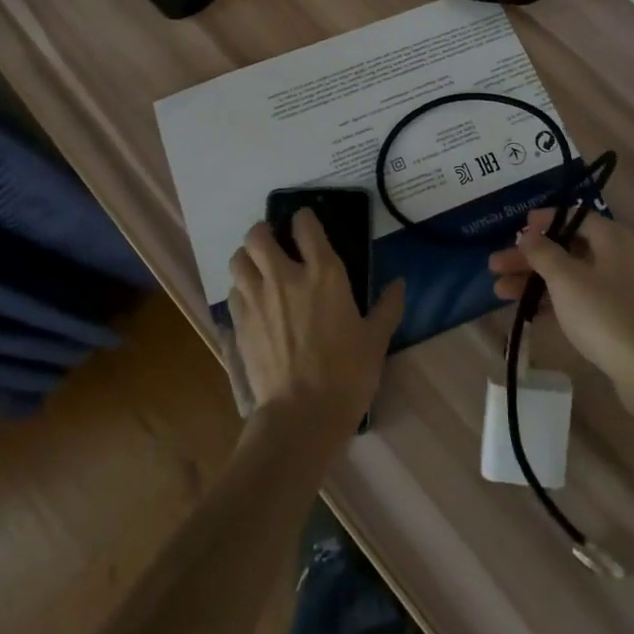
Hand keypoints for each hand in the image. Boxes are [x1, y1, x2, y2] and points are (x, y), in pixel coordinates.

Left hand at [228, 210, 404, 450]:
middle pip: (258, 235)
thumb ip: (387, 307)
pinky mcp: (239, 323)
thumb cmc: (346, 374)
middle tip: (275, 242)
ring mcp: (257, 299)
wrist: (301, 415)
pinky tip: (252, 302)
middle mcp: (284, 277)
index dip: (303, 218)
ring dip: (247, 257)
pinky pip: (233, 292)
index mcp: (323, 273)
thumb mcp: (376, 340)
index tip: (306, 223)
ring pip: (238, 259)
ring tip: (258, 267)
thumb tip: (400, 284)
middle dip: (265, 231)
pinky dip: (241, 289)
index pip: (305, 225)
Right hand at [489, 210, 633, 403]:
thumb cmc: (604, 314)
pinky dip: (553, 301)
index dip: (544, 221)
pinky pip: (580, 299)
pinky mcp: (619, 317)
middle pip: (568, 247)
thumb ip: (543, 252)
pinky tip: (526, 312)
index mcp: (613, 238)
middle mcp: (620, 257)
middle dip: (530, 257)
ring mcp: (621, 289)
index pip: (575, 216)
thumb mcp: (566, 279)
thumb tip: (528, 235)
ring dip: (535, 280)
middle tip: (496, 265)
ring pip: (571, 276)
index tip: (516, 229)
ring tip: (499, 292)